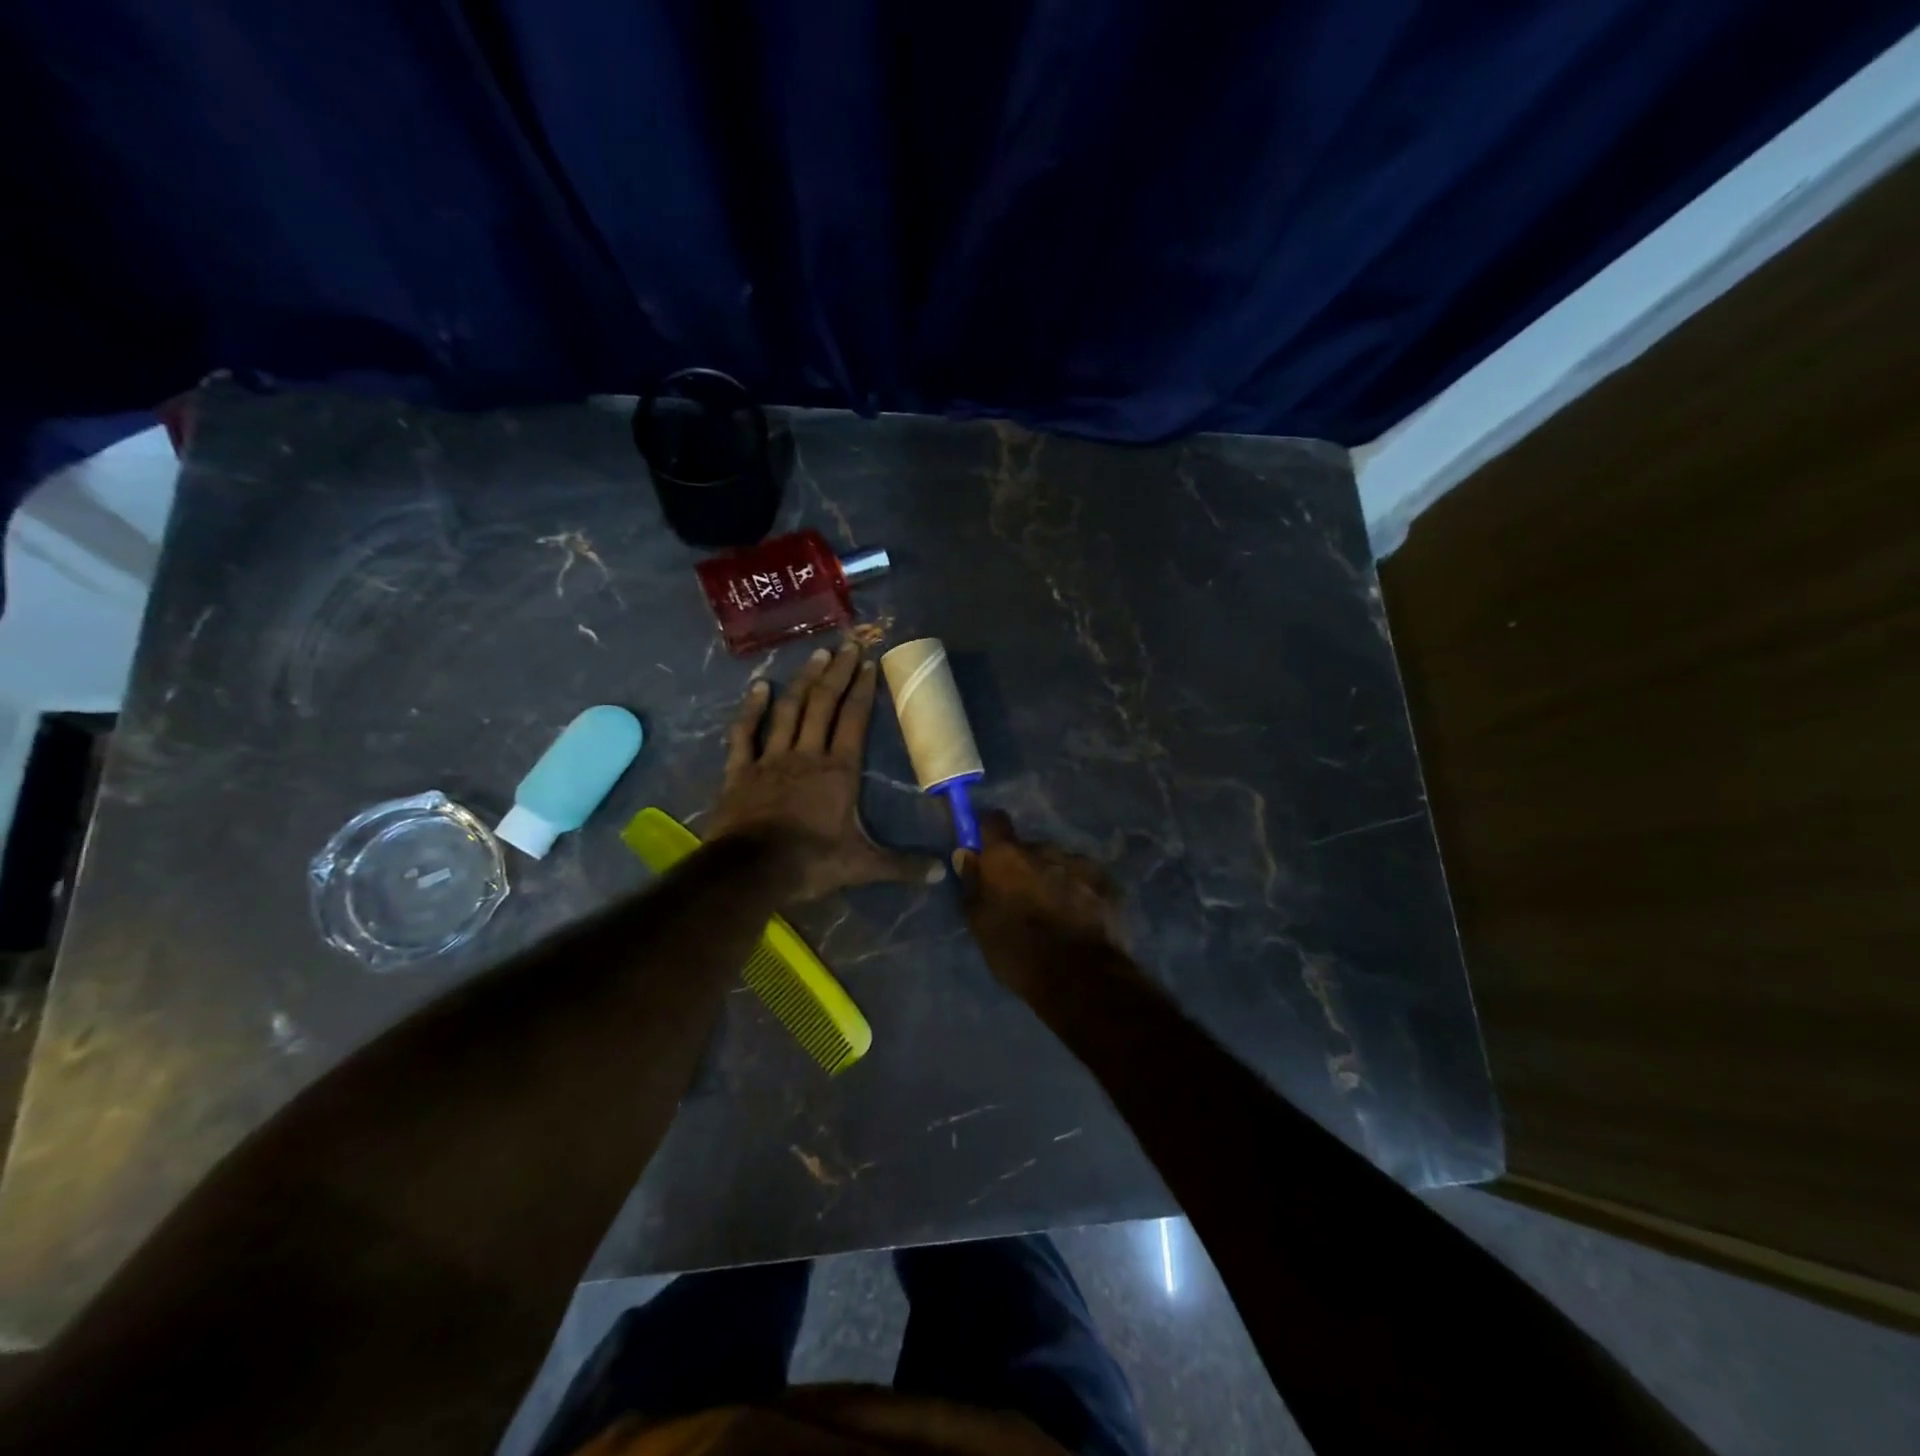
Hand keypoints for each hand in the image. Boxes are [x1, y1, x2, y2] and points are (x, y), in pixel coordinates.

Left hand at [708, 643, 943, 901]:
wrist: (751, 871)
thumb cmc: (811, 862)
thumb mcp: (863, 865)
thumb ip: (902, 866)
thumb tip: (942, 874)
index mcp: (838, 770)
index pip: (854, 720)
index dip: (862, 690)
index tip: (869, 663)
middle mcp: (806, 754)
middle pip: (823, 704)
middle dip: (837, 672)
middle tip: (847, 643)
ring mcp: (771, 759)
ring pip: (789, 711)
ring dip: (803, 681)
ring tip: (816, 654)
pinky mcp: (741, 770)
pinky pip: (746, 733)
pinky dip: (752, 709)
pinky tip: (759, 686)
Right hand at [955, 810, 1130, 988]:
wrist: (1079, 978)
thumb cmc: (1017, 951)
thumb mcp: (980, 923)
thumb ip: (973, 883)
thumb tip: (967, 854)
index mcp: (1008, 856)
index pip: (994, 821)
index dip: (989, 833)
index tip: (987, 851)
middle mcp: (1044, 848)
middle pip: (1029, 848)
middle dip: (1024, 866)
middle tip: (1023, 897)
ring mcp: (1079, 863)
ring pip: (1058, 863)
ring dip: (1053, 878)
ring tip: (1054, 912)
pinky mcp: (1106, 882)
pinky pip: (1084, 879)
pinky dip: (1079, 891)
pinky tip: (1078, 918)